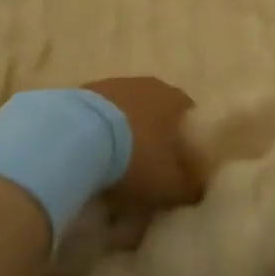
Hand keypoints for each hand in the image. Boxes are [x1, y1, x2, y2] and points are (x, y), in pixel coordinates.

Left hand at [82, 77, 201, 210]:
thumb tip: (197, 191)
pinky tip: (90, 156)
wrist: (77, 136)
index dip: (186, 140)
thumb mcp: (170, 185)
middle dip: (153, 137)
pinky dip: (98, 133)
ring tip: (113, 165)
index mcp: (174, 99)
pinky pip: (99, 117)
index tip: (179, 164)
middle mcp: (147, 85)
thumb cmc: (136, 157)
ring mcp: (113, 85)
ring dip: (123, 134)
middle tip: (147, 167)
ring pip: (126, 112)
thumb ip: (189, 188)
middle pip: (156, 111)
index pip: (188, 115)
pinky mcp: (82, 92)